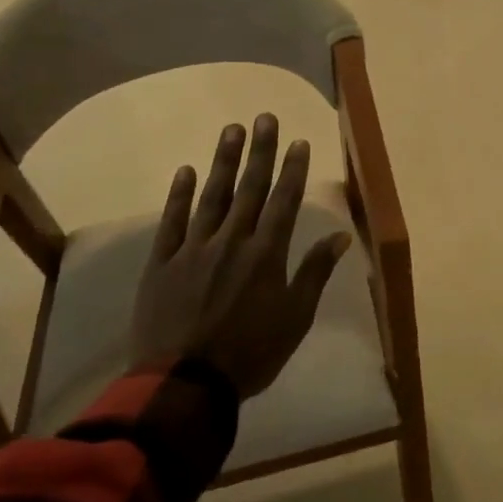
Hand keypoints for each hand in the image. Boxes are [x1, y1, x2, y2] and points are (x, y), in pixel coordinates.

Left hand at [130, 115, 351, 399]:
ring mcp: (193, 249)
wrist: (184, 384)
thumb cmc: (250, 354)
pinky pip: (172, 222)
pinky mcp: (162, 263)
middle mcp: (232, 241)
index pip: (284, 201)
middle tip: (264, 118)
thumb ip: (315, 272)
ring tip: (231, 130)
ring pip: (212, 196)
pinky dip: (180, 195)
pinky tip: (186, 171)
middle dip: (260, 151)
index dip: (293, 169)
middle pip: (249, 188)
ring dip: (223, 161)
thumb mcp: (295, 318)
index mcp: (267, 254)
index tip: (299, 141)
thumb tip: (340, 236)